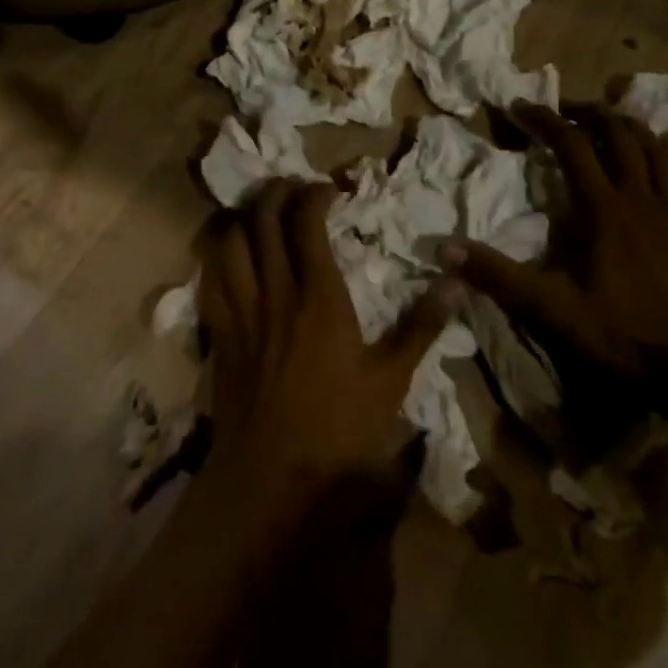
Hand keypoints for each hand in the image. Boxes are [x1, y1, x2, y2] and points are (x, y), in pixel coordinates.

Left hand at [200, 180, 457, 510]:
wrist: (272, 479)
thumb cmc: (339, 429)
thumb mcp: (391, 379)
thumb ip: (422, 325)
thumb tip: (456, 282)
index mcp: (319, 297)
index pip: (306, 223)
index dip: (314, 195)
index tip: (329, 190)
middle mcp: (275, 292)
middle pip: (263, 220)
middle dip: (275, 192)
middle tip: (292, 188)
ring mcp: (242, 312)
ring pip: (231, 242)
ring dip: (244, 217)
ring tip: (259, 213)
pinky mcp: (220, 335)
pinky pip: (210, 279)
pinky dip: (219, 255)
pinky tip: (230, 255)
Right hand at [441, 102, 667, 416]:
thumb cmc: (623, 337)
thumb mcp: (552, 311)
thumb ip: (499, 277)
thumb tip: (445, 248)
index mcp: (604, 211)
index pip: (572, 145)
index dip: (544, 119)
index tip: (520, 108)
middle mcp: (640, 198)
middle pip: (618, 134)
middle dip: (588, 113)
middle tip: (564, 110)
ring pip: (655, 147)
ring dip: (628, 126)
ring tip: (608, 120)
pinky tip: (664, 147)